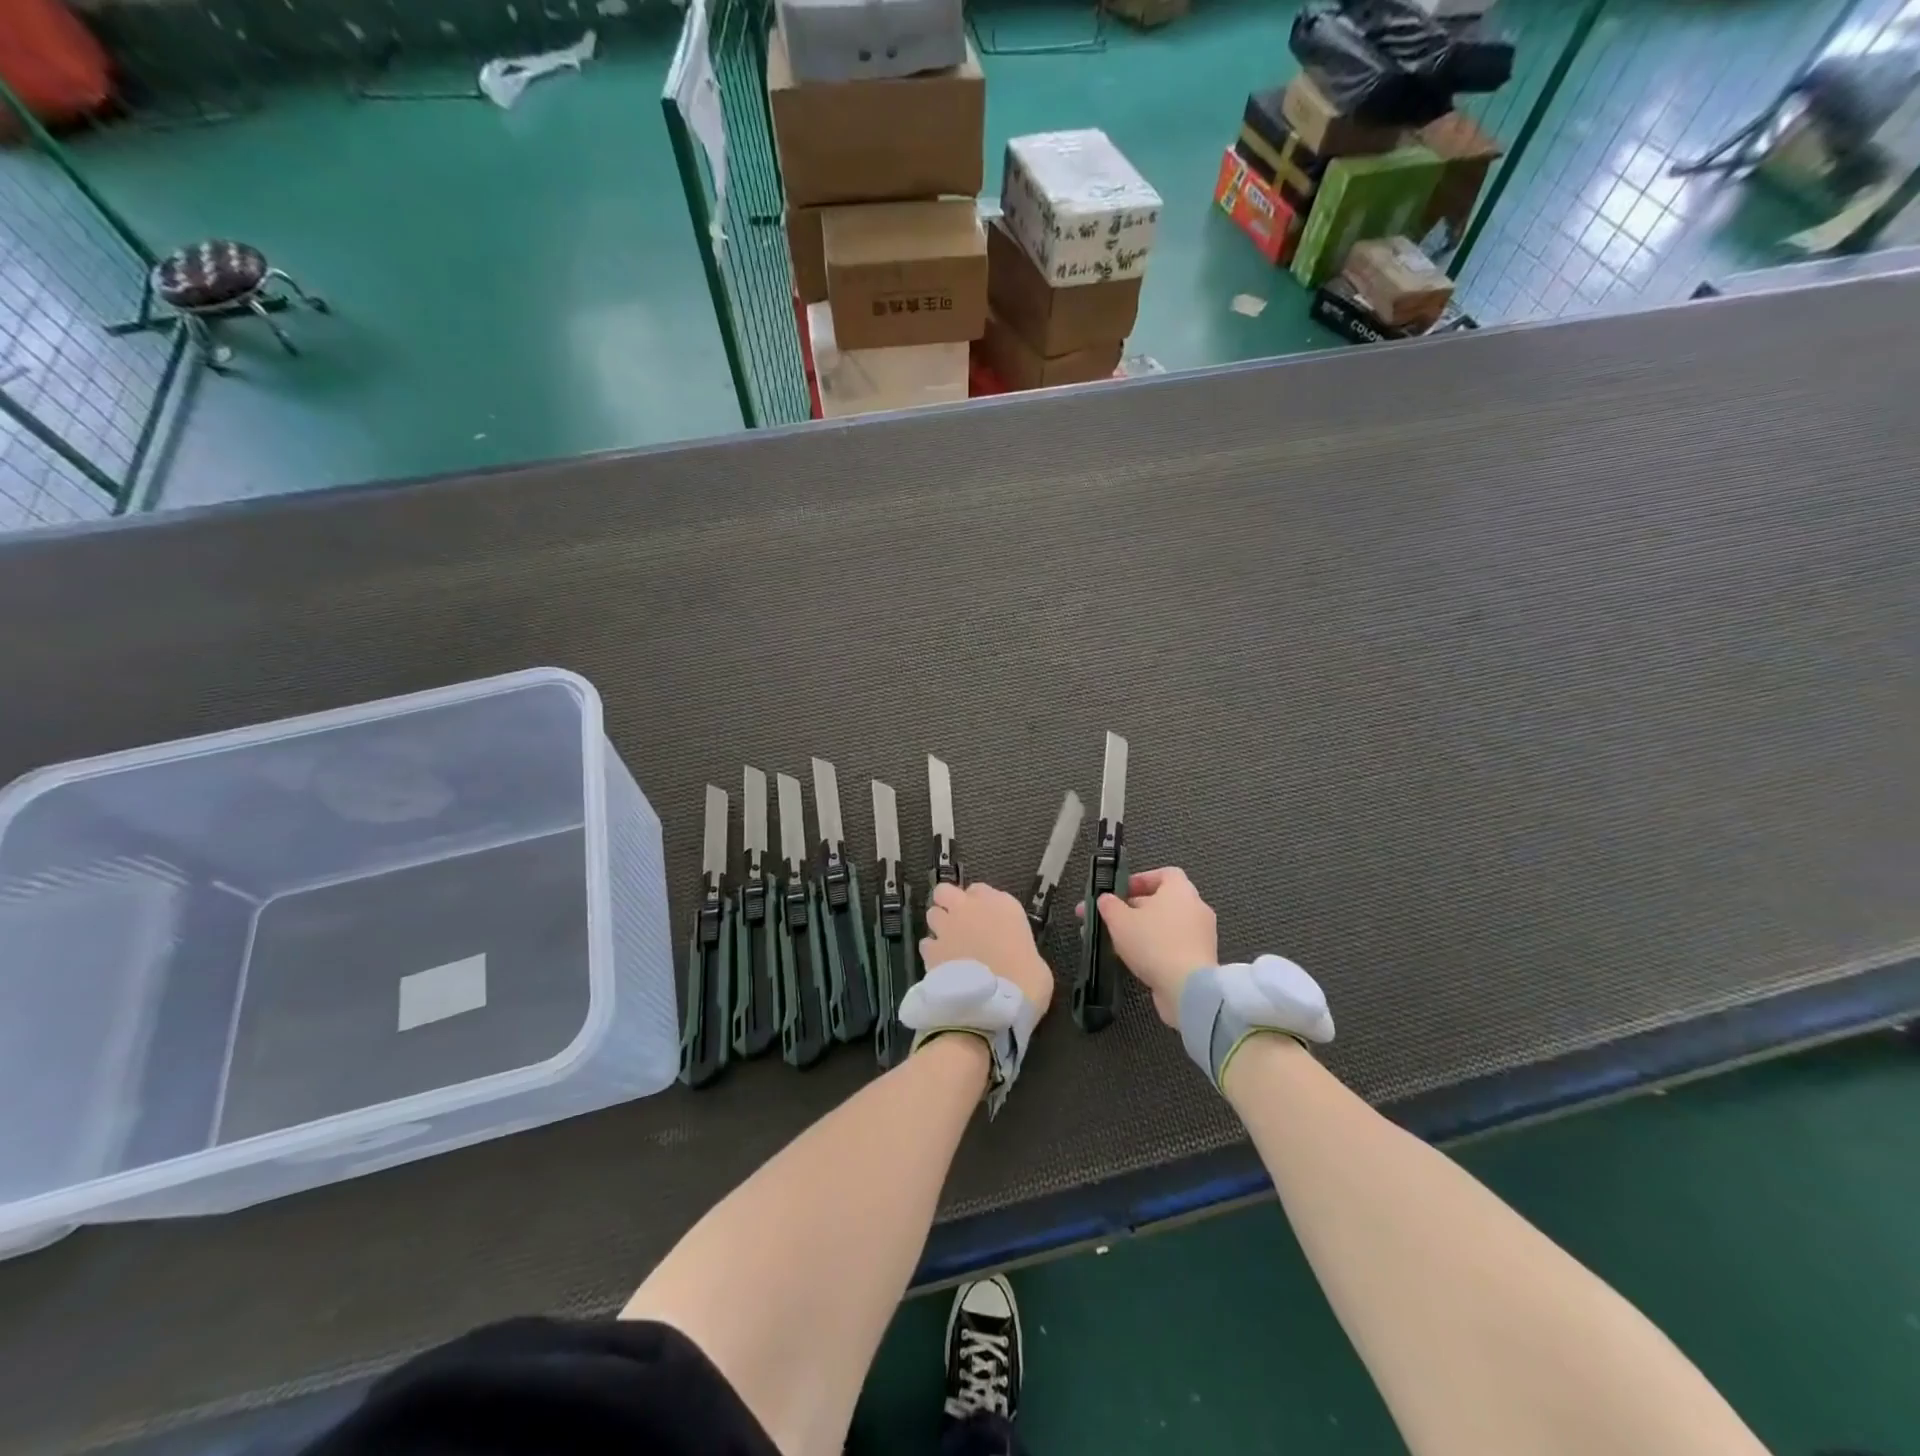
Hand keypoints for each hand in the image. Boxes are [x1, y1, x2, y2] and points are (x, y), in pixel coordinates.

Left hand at [921, 882, 1054, 1018]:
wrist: (996, 1007)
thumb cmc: (1027, 982)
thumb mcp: (1034, 959)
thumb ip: (1017, 945)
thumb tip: (1011, 954)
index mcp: (1002, 905)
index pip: (980, 890)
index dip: (980, 904)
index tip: (985, 919)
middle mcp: (970, 909)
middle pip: (947, 891)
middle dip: (949, 904)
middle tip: (958, 924)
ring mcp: (947, 927)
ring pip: (932, 913)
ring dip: (939, 926)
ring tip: (949, 945)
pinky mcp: (931, 950)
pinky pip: (926, 943)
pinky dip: (932, 951)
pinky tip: (941, 965)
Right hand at [1076, 867, 1217, 1028]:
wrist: (1188, 988)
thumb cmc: (1153, 943)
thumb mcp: (1119, 920)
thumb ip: (1109, 905)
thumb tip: (1105, 899)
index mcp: (1180, 889)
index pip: (1164, 874)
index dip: (1140, 880)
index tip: (1120, 893)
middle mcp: (1195, 907)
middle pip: (1162, 901)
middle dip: (1133, 909)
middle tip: (1109, 919)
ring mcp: (1201, 935)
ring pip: (1165, 926)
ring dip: (1142, 931)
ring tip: (1115, 942)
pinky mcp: (1201, 959)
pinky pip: (1173, 946)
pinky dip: (1155, 949)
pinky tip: (1134, 960)